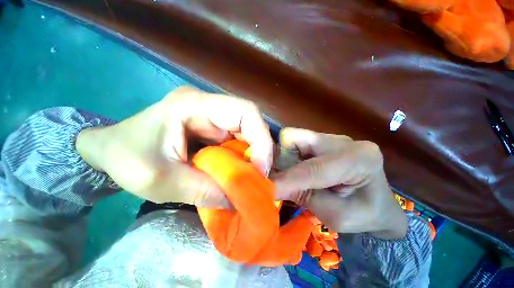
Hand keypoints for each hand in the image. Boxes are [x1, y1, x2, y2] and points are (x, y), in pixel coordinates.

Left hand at [76, 86, 272, 206]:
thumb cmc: (126, 158)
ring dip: (253, 156)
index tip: (260, 169)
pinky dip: (244, 158)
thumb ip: (203, 192)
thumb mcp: (161, 180)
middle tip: (259, 177)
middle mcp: (209, 105)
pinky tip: (239, 172)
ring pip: (247, 132)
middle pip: (250, 122)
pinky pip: (238, 140)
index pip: (245, 112)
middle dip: (260, 150)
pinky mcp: (213, 127)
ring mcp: (213, 116)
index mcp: (194, 105)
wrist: (109, 150)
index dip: (260, 138)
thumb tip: (239, 201)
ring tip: (251, 177)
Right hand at [273, 128, 407, 239]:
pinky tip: (292, 169)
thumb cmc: (364, 216)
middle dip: (280, 158)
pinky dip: (288, 156)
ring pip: (292, 139)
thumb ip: (304, 197)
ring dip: (283, 157)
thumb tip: (270, 187)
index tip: (266, 189)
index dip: (287, 179)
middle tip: (272, 176)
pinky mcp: (321, 141)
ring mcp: (330, 138)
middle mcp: (342, 141)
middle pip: (296, 139)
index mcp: (358, 158)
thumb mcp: (336, 215)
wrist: (379, 206)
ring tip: (285, 175)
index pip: (313, 168)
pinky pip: (294, 143)